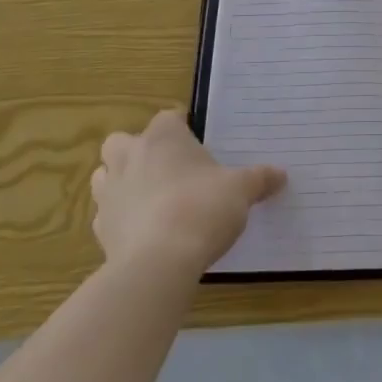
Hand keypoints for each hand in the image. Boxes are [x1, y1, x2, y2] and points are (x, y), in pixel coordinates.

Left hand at [90, 110, 285, 277]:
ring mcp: (109, 192)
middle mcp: (130, 156)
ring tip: (151, 198)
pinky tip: (143, 231)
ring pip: (106, 175)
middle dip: (138, 150)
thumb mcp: (241, 190)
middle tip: (167, 169)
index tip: (198, 144)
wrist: (158, 263)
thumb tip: (281, 174)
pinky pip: (106, 214)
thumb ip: (259, 179)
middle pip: (123, 141)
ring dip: (122, 181)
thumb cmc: (202, 208)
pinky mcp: (100, 228)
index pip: (169, 117)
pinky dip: (121, 218)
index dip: (182, 128)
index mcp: (163, 137)